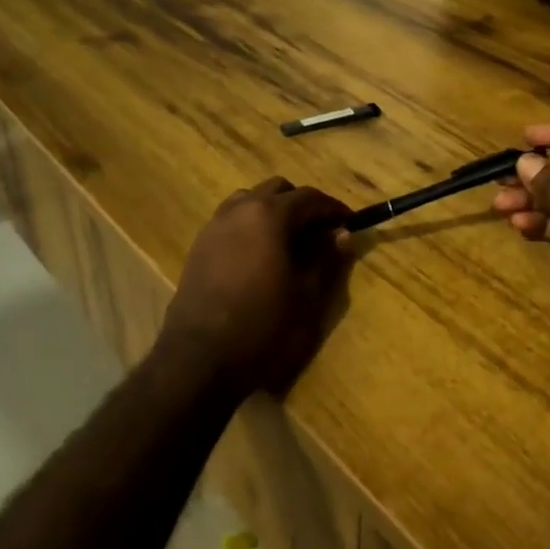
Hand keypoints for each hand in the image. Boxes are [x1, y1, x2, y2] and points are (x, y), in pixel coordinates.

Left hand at [158, 178, 351, 399]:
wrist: (199, 358)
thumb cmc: (262, 327)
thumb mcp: (307, 296)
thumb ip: (326, 258)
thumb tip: (342, 234)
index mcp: (269, 215)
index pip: (310, 198)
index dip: (334, 209)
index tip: (350, 223)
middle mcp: (240, 210)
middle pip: (277, 190)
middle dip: (302, 205)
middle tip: (320, 233)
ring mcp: (215, 226)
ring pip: (249, 200)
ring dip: (273, 211)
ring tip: (288, 241)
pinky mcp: (199, 246)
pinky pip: (231, 220)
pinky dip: (251, 225)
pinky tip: (259, 256)